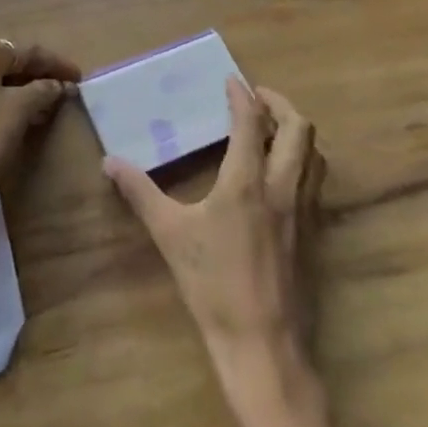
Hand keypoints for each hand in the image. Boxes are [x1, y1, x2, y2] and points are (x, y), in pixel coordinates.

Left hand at [0, 37, 80, 218]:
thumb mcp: (18, 111)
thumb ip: (43, 90)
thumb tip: (58, 84)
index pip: (26, 50)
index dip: (56, 63)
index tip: (79, 78)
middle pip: (6, 58)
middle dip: (36, 72)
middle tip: (61, 87)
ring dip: (18, 86)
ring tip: (44, 102)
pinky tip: (15, 114)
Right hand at [105, 78, 325, 367]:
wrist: (263, 346)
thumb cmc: (214, 286)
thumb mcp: (170, 235)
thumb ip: (141, 193)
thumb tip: (110, 162)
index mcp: (248, 181)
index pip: (251, 122)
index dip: (242, 96)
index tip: (232, 80)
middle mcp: (283, 187)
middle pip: (299, 129)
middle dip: (280, 104)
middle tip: (258, 98)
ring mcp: (304, 212)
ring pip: (315, 155)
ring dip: (297, 132)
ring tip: (273, 130)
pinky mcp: (315, 235)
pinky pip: (317, 183)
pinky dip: (304, 162)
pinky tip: (282, 176)